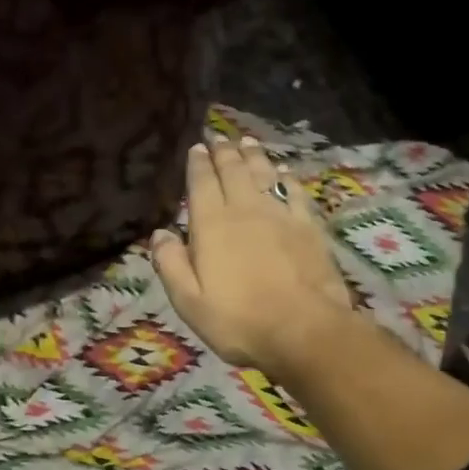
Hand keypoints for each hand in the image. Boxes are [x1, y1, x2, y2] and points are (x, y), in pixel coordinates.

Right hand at [151, 135, 353, 377]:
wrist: (305, 331)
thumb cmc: (239, 321)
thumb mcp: (189, 302)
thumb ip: (170, 265)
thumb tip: (159, 233)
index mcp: (212, 225)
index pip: (202, 183)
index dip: (198, 163)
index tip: (197, 147)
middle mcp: (245, 210)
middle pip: (234, 171)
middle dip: (224, 152)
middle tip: (219, 137)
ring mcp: (281, 215)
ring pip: (264, 174)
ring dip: (254, 156)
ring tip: (247, 141)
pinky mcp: (309, 227)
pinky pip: (295, 192)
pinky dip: (286, 178)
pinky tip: (284, 172)